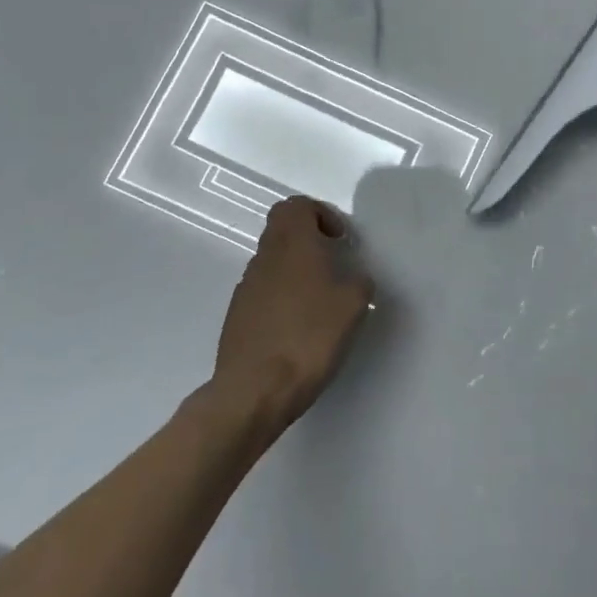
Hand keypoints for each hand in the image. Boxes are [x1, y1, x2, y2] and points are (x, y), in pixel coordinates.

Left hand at [212, 197, 373, 431]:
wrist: (255, 390)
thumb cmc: (309, 336)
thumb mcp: (353, 305)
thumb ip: (359, 282)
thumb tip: (354, 279)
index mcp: (292, 244)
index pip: (296, 206)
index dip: (320, 214)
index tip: (340, 241)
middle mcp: (264, 257)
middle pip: (282, 229)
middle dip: (309, 240)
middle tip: (334, 264)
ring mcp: (246, 287)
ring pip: (272, 261)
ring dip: (296, 269)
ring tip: (320, 301)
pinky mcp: (237, 315)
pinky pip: (263, 291)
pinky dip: (282, 296)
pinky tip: (299, 327)